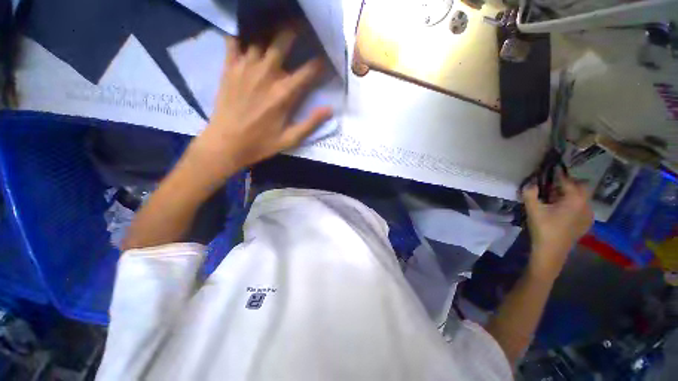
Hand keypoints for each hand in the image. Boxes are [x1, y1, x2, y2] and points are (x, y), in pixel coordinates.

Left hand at [187, 30, 332, 181]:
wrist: (226, 143)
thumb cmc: (260, 143)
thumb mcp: (290, 139)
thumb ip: (311, 123)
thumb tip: (330, 109)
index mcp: (284, 94)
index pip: (308, 71)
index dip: (320, 62)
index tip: (326, 58)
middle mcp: (266, 74)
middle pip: (283, 42)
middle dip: (295, 31)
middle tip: (302, 24)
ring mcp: (245, 68)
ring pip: (260, 38)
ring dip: (271, 30)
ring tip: (278, 26)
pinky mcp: (229, 68)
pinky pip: (234, 41)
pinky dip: (242, 34)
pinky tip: (247, 34)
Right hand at [523, 176, 593, 279]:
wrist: (552, 251)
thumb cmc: (543, 229)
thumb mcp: (533, 210)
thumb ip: (530, 193)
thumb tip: (530, 182)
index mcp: (575, 199)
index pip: (567, 181)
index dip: (558, 174)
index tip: (552, 168)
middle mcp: (586, 204)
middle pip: (581, 186)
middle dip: (569, 183)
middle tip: (554, 184)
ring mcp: (589, 214)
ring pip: (583, 197)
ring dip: (572, 193)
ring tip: (557, 198)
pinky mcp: (586, 223)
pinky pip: (583, 206)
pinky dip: (574, 203)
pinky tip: (563, 210)